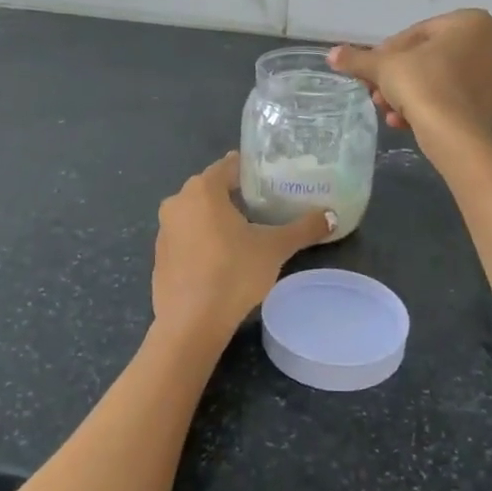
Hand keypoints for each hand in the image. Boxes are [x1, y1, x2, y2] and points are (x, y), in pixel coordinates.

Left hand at [152, 154, 333, 343]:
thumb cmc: (233, 273)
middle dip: (236, 194)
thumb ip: (303, 229)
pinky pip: (186, 237)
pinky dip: (203, 240)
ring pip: (197, 213)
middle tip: (265, 204)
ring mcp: (164, 230)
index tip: (271, 178)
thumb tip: (332, 217)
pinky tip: (223, 259)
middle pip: (212, 188)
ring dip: (218, 218)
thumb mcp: (274, 248)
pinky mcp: (159, 257)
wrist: (190, 324)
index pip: (229, 166)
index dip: (251, 170)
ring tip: (247, 231)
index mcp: (202, 189)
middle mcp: (178, 202)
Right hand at [329, 10, 491, 152]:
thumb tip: (332, 54)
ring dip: (409, 94)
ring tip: (386, 111)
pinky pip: (452, 99)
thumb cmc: (423, 84)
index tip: (371, 70)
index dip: (388, 53)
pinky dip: (428, 107)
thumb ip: (359, 59)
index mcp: (470, 22)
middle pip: (428, 58)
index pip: (417, 33)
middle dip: (398, 77)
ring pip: (439, 80)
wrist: (456, 134)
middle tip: (376, 92)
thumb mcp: (384, 67)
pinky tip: (403, 122)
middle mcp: (491, 44)